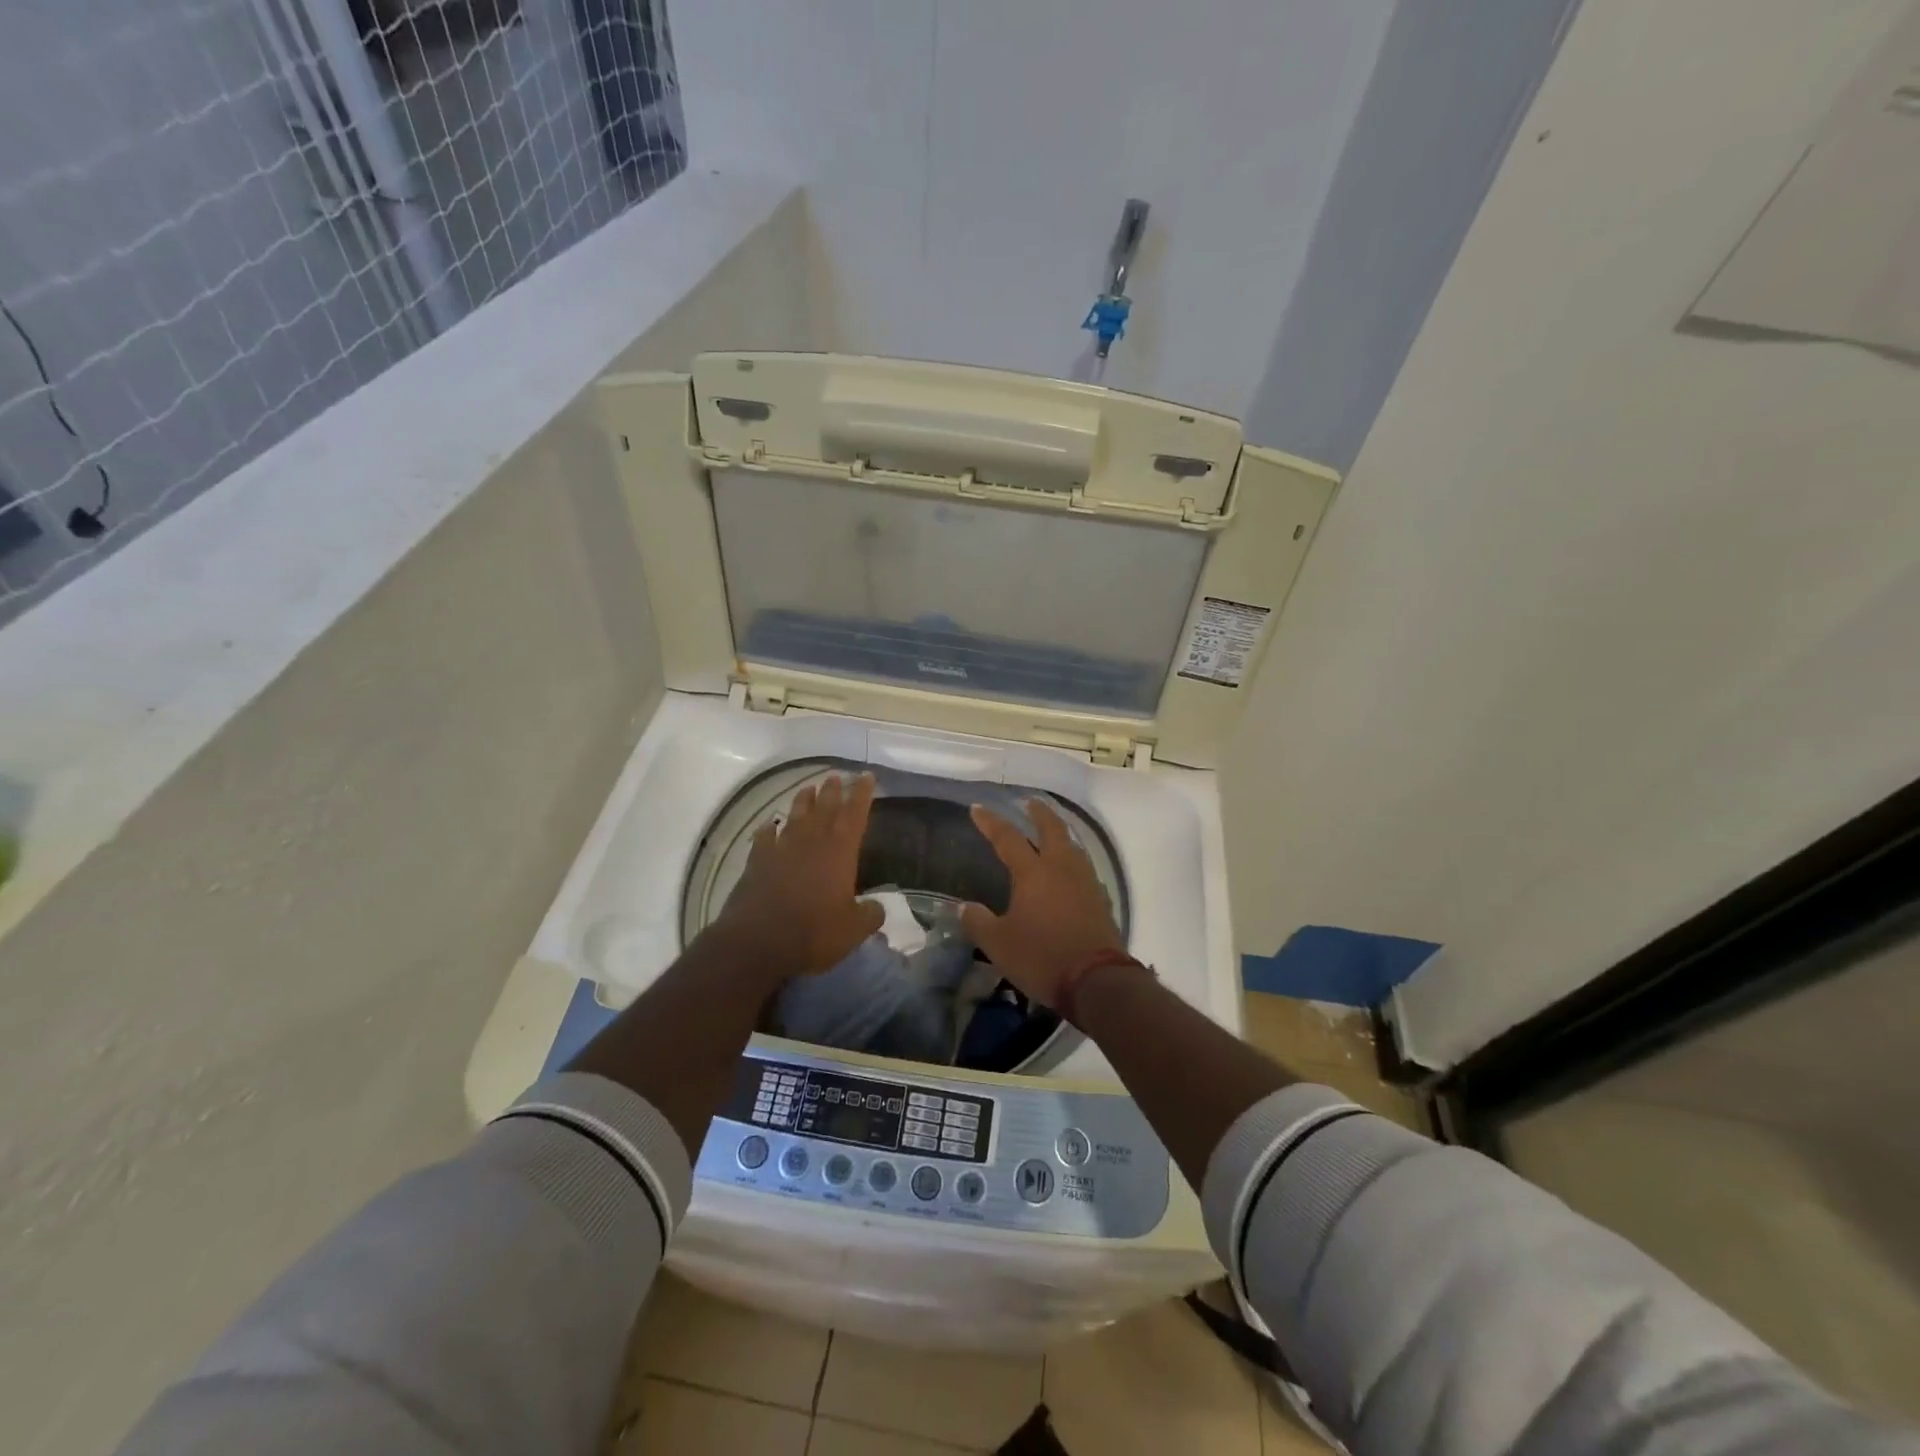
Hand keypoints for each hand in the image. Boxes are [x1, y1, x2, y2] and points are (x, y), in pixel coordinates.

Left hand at [713, 772, 884, 980]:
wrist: (758, 942)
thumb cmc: (814, 932)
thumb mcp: (854, 929)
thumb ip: (870, 914)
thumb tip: (877, 907)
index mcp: (839, 851)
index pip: (855, 814)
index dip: (862, 794)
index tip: (866, 776)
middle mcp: (811, 842)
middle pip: (824, 808)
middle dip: (833, 791)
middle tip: (837, 777)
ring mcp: (781, 849)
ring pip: (795, 817)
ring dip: (803, 802)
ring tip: (808, 788)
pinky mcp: (756, 863)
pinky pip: (764, 838)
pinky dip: (768, 830)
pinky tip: (769, 825)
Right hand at [961, 799, 1123, 1007]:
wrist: (1096, 982)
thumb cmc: (1041, 957)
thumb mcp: (998, 944)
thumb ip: (978, 921)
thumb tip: (964, 907)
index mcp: (1033, 873)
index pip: (1007, 838)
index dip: (991, 822)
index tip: (978, 808)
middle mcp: (1061, 868)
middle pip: (1052, 830)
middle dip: (1039, 813)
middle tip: (1029, 802)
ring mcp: (1086, 883)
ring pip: (1073, 846)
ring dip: (1060, 832)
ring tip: (1052, 830)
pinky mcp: (1100, 900)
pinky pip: (1084, 868)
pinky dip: (1073, 858)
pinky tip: (1070, 869)